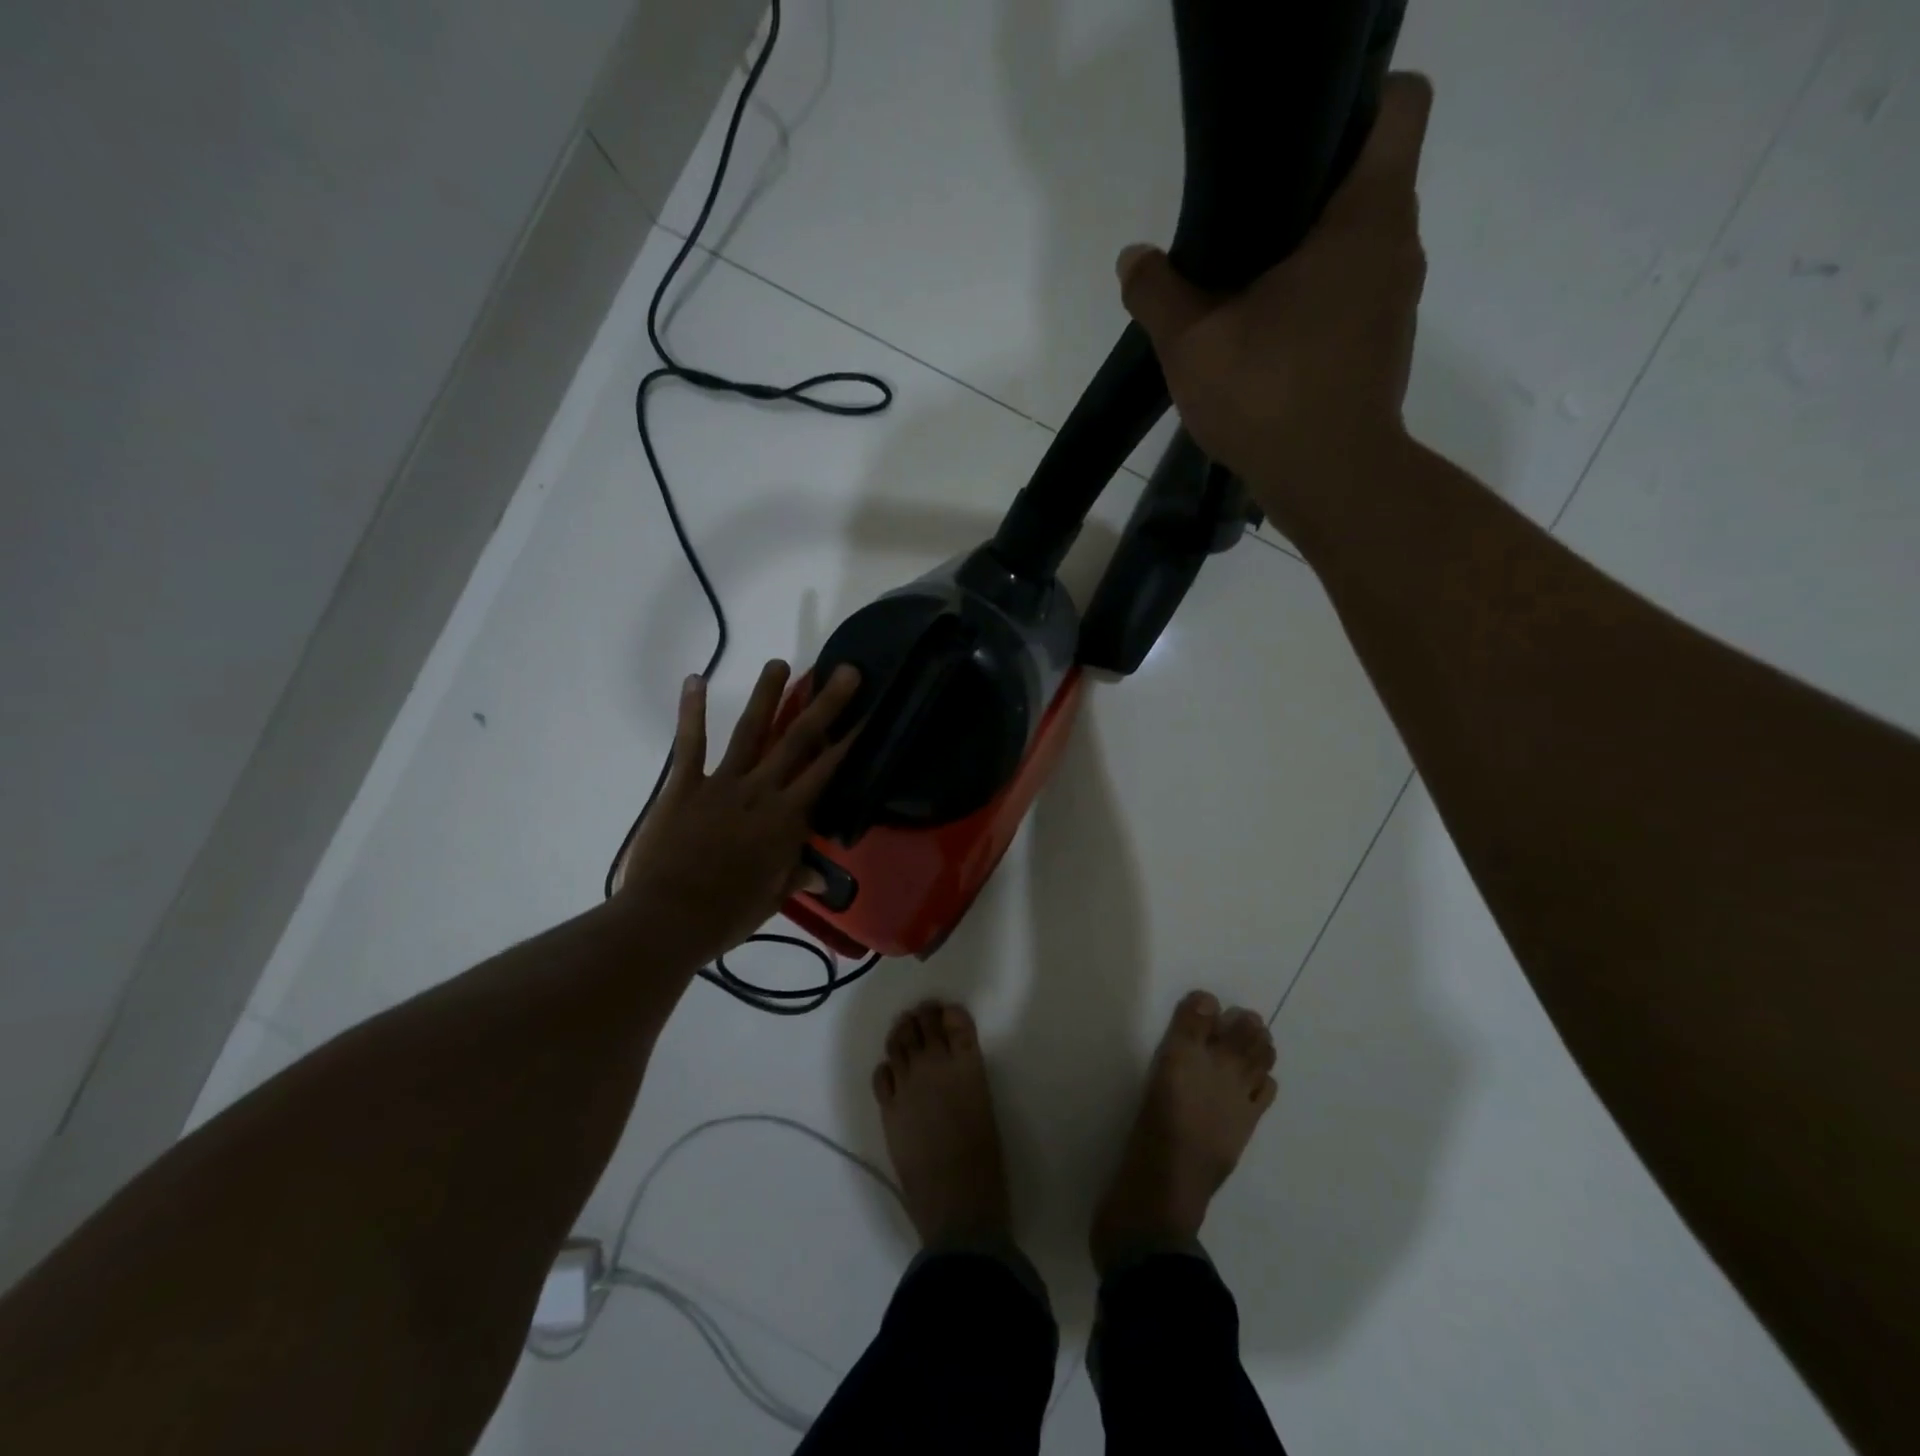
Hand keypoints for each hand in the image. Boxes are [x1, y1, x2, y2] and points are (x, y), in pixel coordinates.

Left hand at [614, 660, 860, 964]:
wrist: (668, 919)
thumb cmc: (727, 914)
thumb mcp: (771, 899)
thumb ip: (795, 877)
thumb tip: (818, 875)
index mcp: (787, 818)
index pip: (827, 771)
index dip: (850, 741)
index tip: (868, 713)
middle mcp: (761, 790)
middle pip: (799, 740)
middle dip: (825, 704)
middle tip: (845, 672)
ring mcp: (722, 783)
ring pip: (751, 731)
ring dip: (768, 695)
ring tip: (780, 663)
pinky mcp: (684, 785)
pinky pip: (690, 743)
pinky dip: (693, 711)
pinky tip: (696, 679)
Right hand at [1117, 74, 1433, 535]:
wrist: (1330, 482)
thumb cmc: (1270, 396)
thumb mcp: (1193, 344)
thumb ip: (1158, 293)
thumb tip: (1133, 259)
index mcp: (1366, 217)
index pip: (1398, 104)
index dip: (1354, 99)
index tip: (1293, 136)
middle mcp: (1397, 245)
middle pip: (1371, 173)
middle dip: (1313, 182)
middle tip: (1246, 214)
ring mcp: (1396, 299)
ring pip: (1360, 240)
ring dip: (1311, 248)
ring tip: (1248, 280)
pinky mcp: (1382, 345)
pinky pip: (1354, 292)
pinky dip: (1318, 297)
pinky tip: (1269, 333)